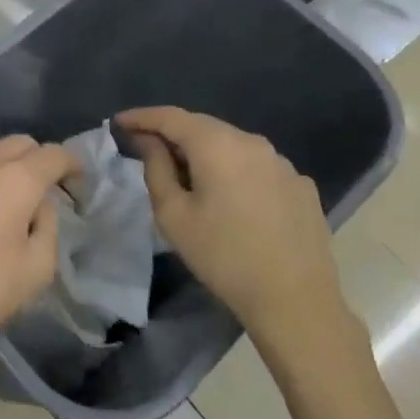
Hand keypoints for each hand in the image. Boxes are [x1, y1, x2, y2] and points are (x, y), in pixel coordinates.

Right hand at [116, 107, 346, 357]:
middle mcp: (252, 142)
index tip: (118, 123)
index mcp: (217, 145)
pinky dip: (233, 170)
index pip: (170, 116)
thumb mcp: (173, 214)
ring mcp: (282, 163)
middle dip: (171, 133)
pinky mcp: (301, 186)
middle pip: (203, 126)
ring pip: (231, 145)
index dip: (141, 117)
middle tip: (145, 147)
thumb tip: (149, 141)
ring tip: (186, 175)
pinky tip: (229, 197)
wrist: (296, 302)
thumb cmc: (223, 256)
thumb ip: (155, 168)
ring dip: (204, 152)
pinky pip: (256, 166)